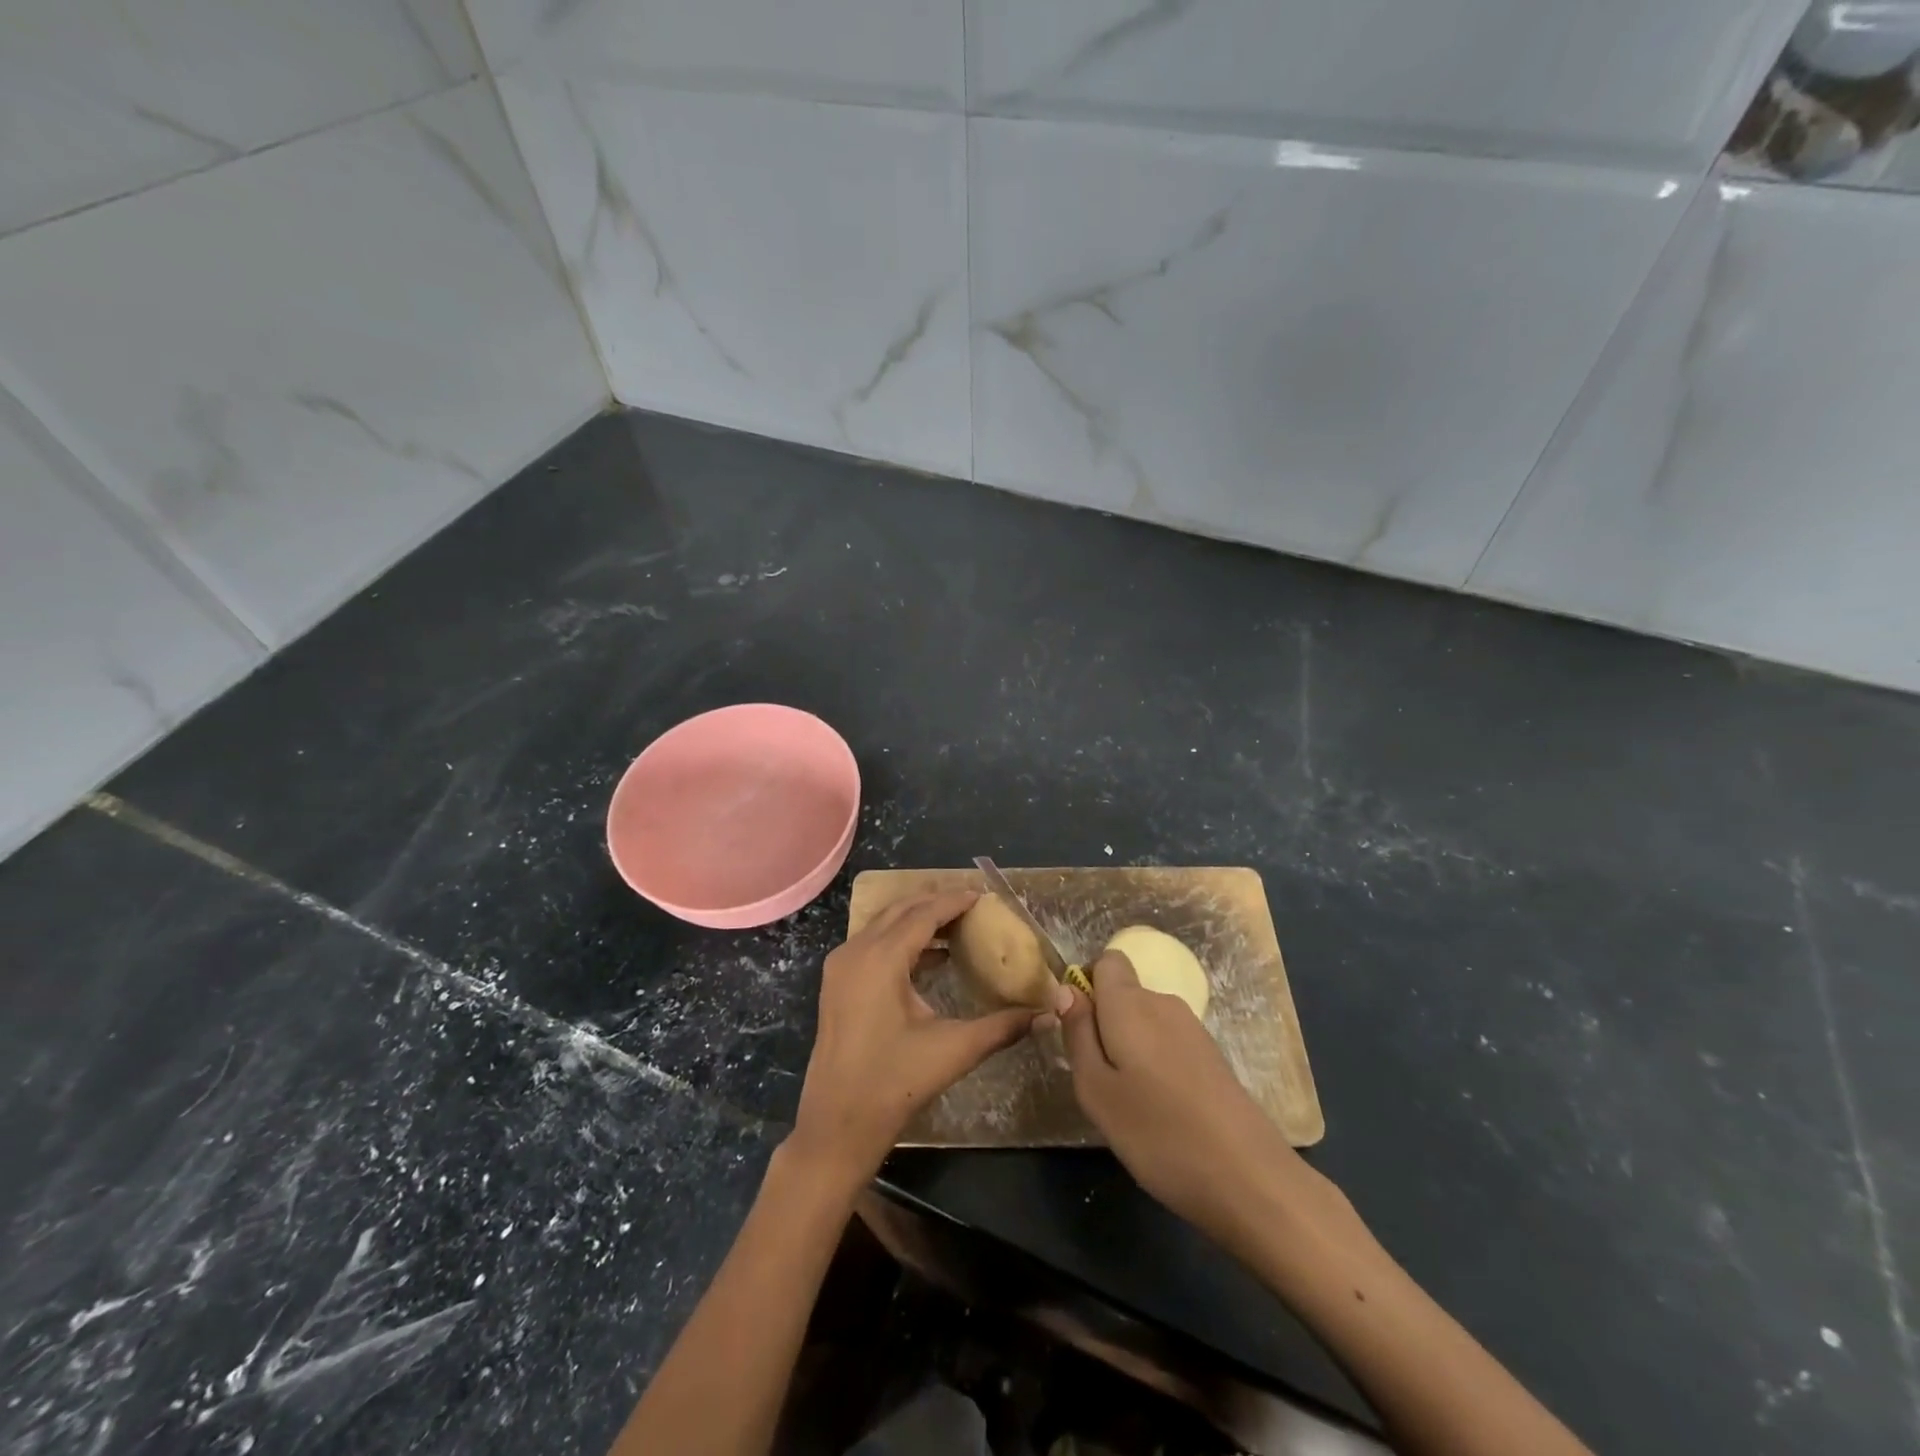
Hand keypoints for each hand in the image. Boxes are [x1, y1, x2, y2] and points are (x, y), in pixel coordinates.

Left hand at [788, 891, 1038, 1187]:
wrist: (837, 1124)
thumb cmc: (894, 1083)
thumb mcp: (954, 1050)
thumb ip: (1003, 1026)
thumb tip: (1047, 1014)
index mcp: (881, 958)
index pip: (924, 914)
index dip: (954, 901)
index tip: (983, 896)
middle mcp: (856, 951)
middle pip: (900, 910)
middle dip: (936, 904)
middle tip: (972, 906)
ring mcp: (841, 967)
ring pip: (883, 925)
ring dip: (917, 921)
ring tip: (957, 927)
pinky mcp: (837, 983)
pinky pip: (872, 944)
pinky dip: (901, 940)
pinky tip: (931, 958)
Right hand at [1060, 950, 1361, 1257]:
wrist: (1250, 1179)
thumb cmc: (1158, 1133)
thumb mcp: (1096, 1090)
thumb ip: (1077, 1034)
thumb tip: (1067, 989)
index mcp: (1130, 1003)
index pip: (1106, 961)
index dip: (1087, 986)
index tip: (1080, 1031)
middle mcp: (1163, 1003)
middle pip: (1124, 994)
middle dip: (1105, 1025)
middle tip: (1100, 1081)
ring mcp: (1193, 1029)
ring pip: (1145, 1022)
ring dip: (1130, 1049)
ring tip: (1131, 1104)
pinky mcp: (1213, 1056)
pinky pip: (1168, 1043)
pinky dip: (1156, 1066)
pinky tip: (1163, 1112)